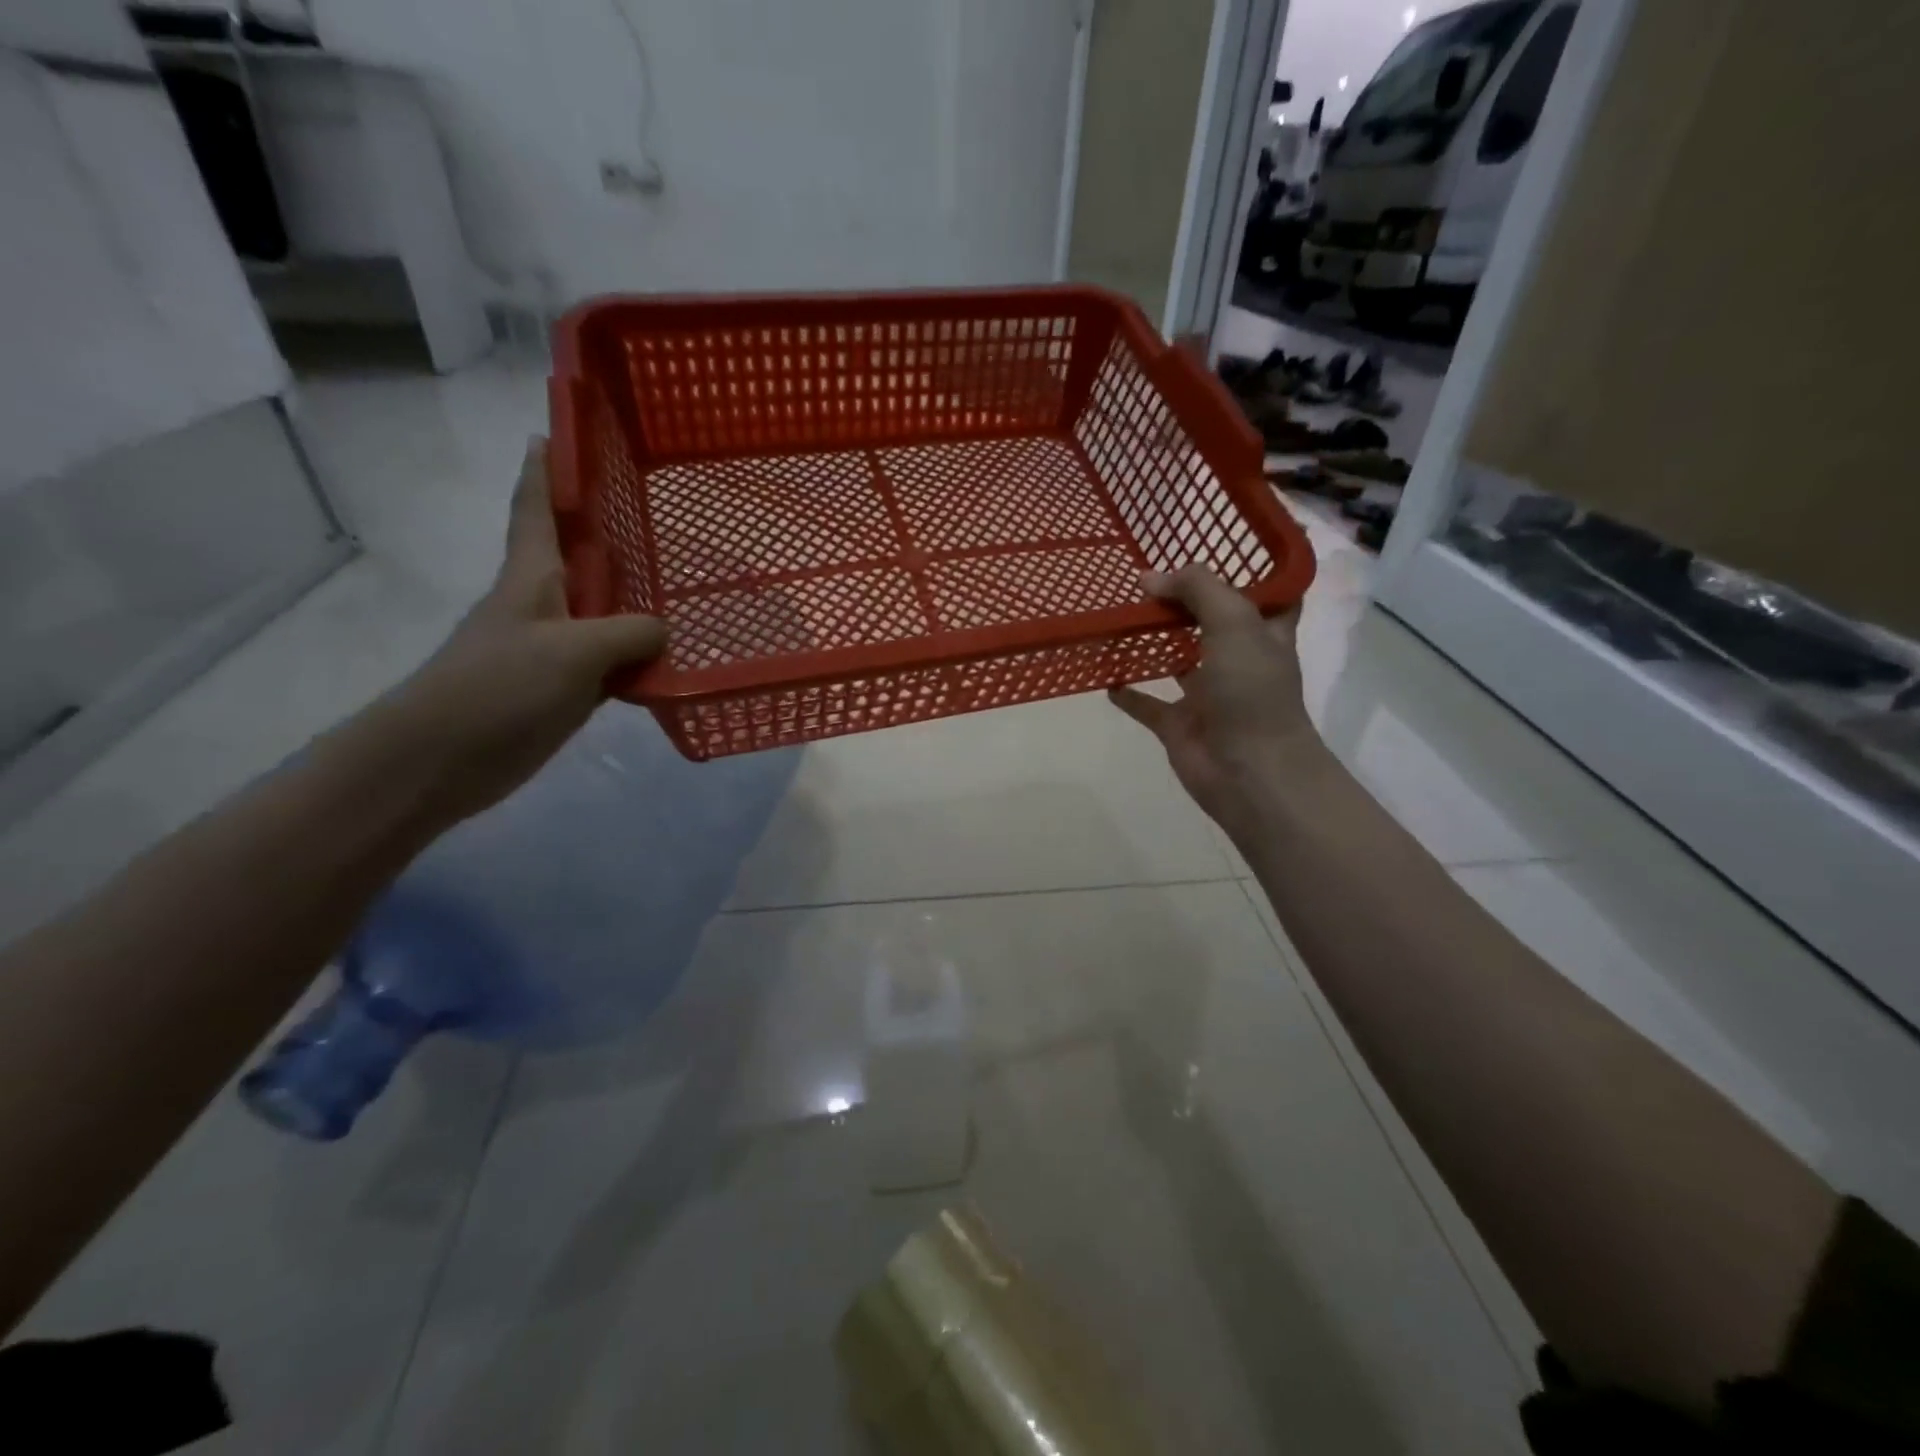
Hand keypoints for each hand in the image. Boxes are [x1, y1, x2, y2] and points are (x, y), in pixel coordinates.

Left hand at [381, 437, 667, 822]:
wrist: (445, 759)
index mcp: (533, 576)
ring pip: (607, 611)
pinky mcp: (568, 687)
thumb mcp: (572, 650)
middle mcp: (546, 603)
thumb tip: (666, 631)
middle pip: (584, 556)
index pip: (537, 506)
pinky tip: (676, 656)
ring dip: (639, 598)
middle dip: (615, 530)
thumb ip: (628, 633)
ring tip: (685, 580)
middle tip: (664, 508)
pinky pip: (615, 660)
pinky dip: (643, 656)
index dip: (547, 467)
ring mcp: (557, 647)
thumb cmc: (498, 687)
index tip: (560, 430)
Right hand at [1109, 567, 1324, 846]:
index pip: (1265, 593)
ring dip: (1153, 642)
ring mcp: (1207, 694)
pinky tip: (1104, 675)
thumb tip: (1149, 578)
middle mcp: (1237, 660)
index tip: (1216, 545)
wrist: (1249, 771)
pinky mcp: (1178, 724)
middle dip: (1186, 601)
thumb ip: (1196, 589)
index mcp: (1264, 633)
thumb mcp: (1234, 622)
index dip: (1248, 569)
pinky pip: (1147, 704)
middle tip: (1146, 574)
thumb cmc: (1252, 691)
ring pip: (1177, 660)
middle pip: (1211, 622)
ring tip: (1121, 613)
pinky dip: (1127, 693)